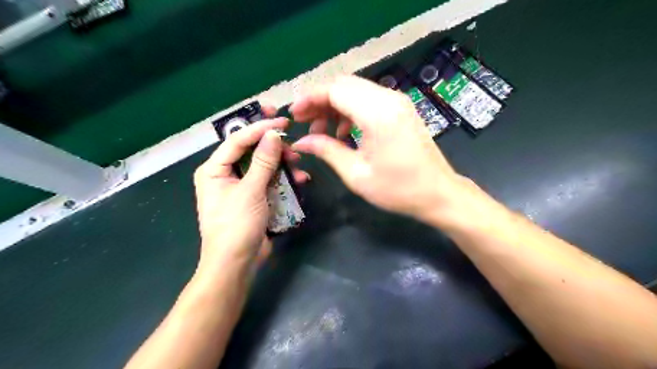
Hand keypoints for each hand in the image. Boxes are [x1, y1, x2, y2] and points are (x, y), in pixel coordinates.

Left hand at [193, 106, 308, 270]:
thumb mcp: (250, 191)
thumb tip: (273, 134)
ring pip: (264, 166)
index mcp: (214, 169)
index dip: (260, 128)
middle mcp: (225, 174)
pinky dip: (284, 179)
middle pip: (252, 151)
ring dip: (283, 165)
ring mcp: (242, 186)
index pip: (238, 140)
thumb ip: (263, 162)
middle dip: (274, 148)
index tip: (282, 121)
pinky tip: (300, 180)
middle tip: (294, 147)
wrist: (236, 264)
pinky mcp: (255, 198)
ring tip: (299, 165)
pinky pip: (270, 181)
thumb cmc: (236, 226)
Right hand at [289, 76, 462, 223]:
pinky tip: (344, 133)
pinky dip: (350, 110)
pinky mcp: (401, 109)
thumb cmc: (398, 189)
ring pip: (355, 91)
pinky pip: (368, 100)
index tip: (294, 115)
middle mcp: (389, 99)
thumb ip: (327, 151)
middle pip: (344, 85)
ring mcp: (397, 101)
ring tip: (321, 132)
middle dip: (319, 101)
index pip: (335, 90)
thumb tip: (300, 142)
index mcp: (377, 114)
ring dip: (334, 106)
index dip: (310, 98)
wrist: (438, 193)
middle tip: (304, 123)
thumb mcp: (356, 174)